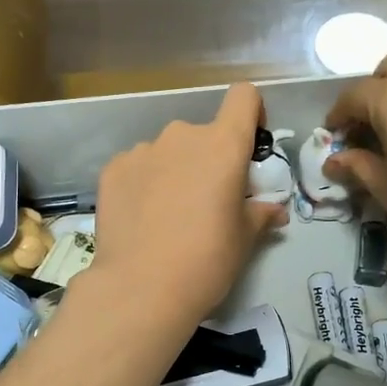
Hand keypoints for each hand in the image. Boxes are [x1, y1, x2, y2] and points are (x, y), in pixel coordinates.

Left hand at [90, 83, 286, 336]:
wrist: (140, 288)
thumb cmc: (206, 261)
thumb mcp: (244, 239)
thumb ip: (260, 214)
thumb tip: (274, 210)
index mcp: (223, 145)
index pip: (244, 97)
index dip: (251, 115)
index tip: (248, 148)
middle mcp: (181, 136)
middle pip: (203, 134)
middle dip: (208, 160)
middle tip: (206, 202)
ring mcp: (142, 150)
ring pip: (167, 152)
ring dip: (174, 171)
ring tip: (168, 216)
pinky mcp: (112, 169)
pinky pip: (137, 167)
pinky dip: (143, 184)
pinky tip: (141, 219)